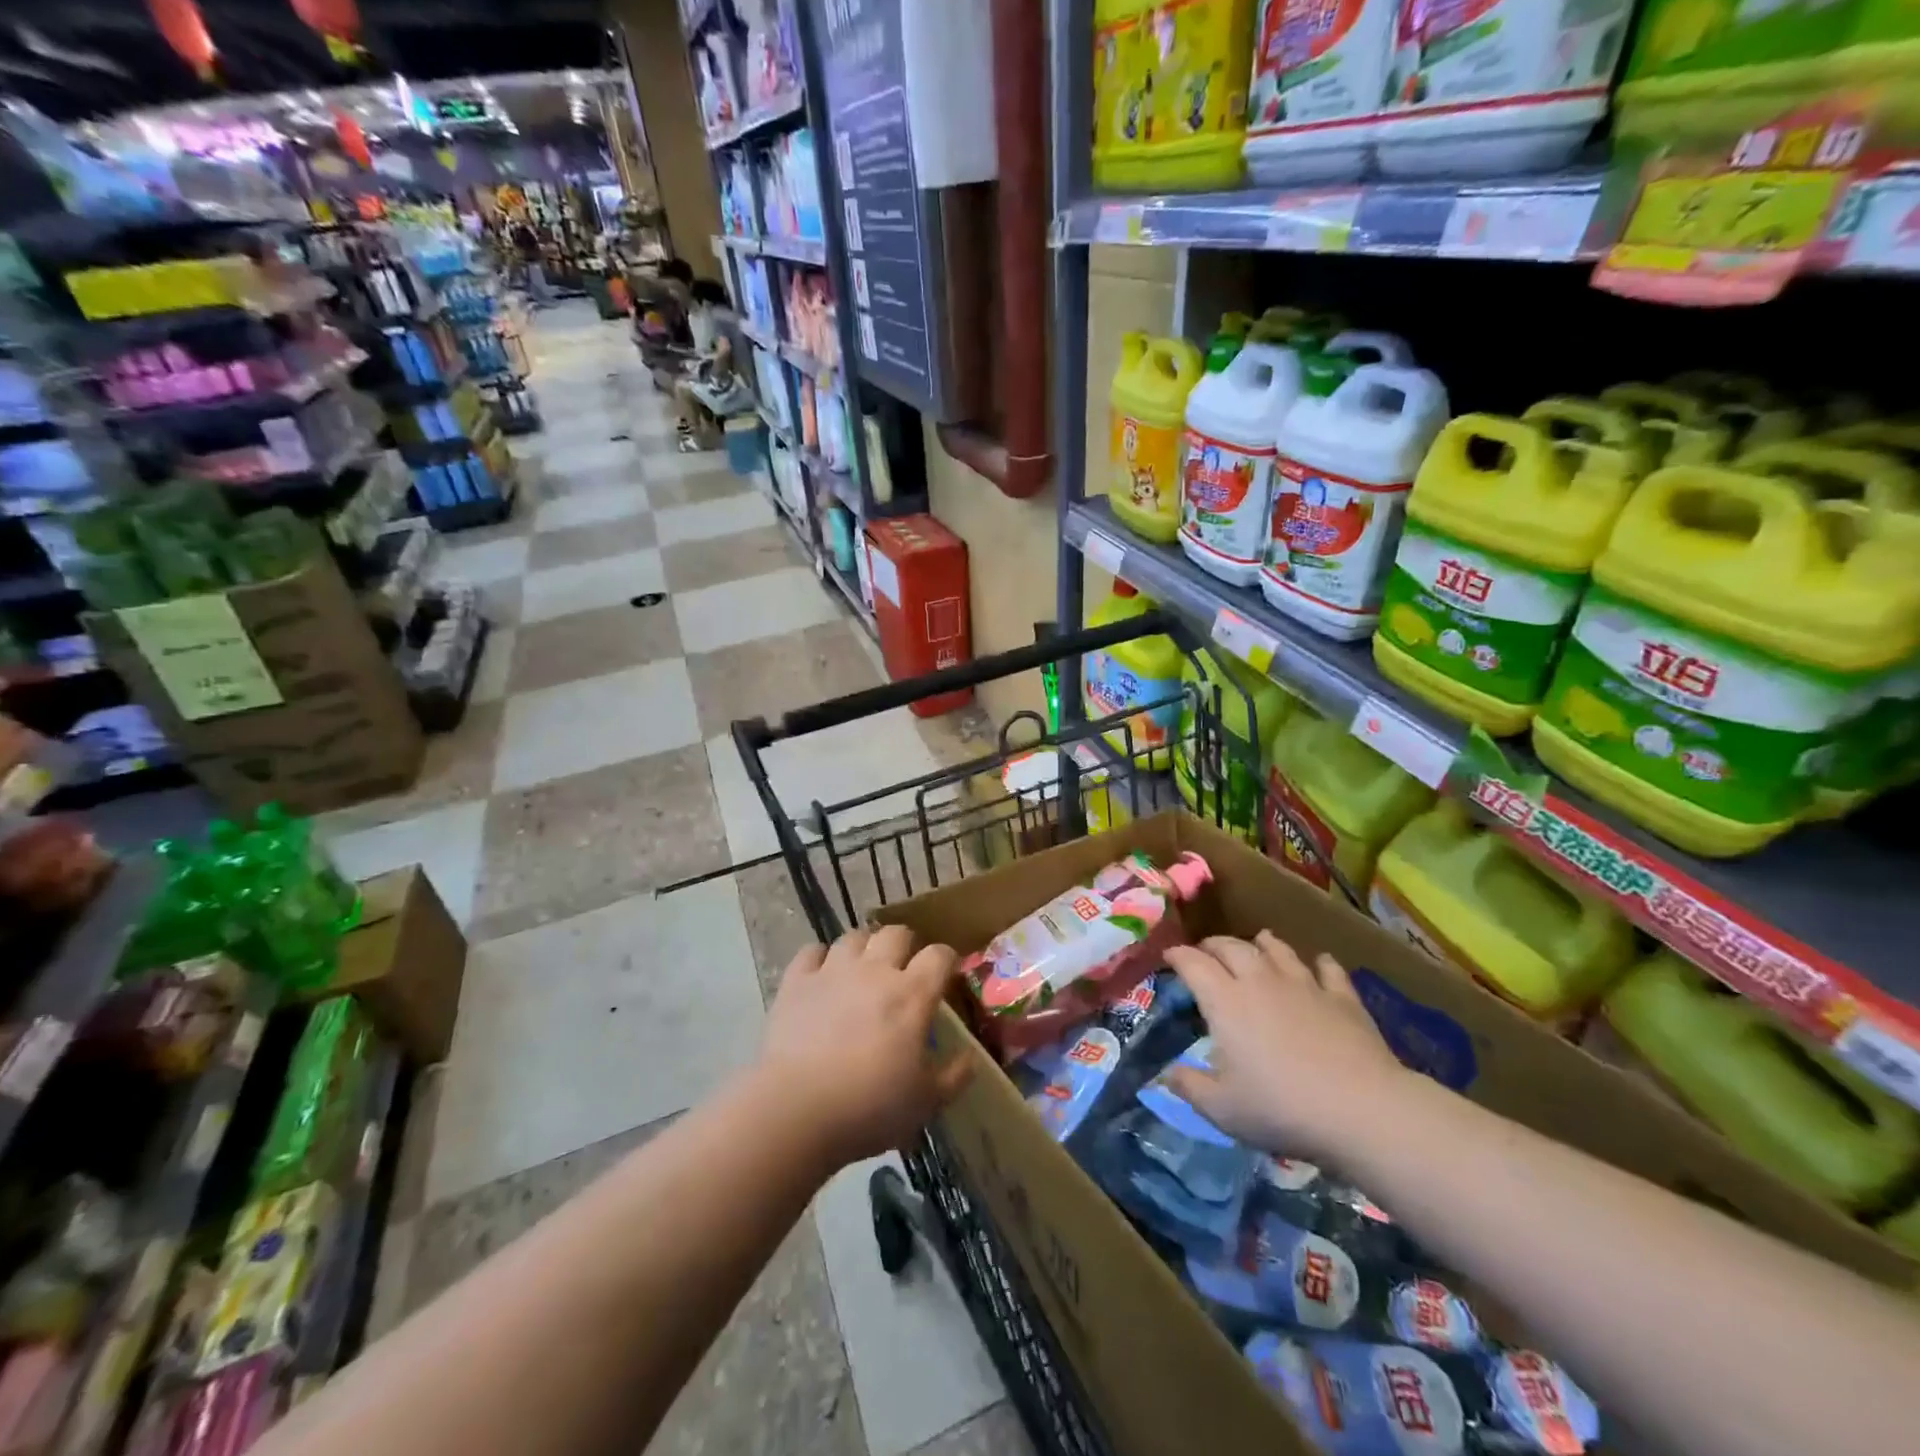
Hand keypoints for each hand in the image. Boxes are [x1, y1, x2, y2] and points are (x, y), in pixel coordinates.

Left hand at [758, 925, 972, 1169]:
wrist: (797, 1110)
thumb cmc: (870, 1107)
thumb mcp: (926, 1102)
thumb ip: (954, 1076)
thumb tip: (971, 1058)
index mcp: (913, 994)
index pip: (939, 955)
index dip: (946, 960)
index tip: (946, 975)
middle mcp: (875, 970)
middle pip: (896, 933)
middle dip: (905, 945)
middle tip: (902, 969)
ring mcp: (833, 971)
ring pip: (854, 937)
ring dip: (863, 948)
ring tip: (862, 970)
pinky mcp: (797, 981)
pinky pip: (811, 951)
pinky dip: (819, 959)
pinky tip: (821, 976)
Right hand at [1164, 931, 1407, 1163]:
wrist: (1362, 1110)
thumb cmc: (1282, 1108)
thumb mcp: (1222, 1109)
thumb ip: (1189, 1087)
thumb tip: (1166, 1074)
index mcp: (1225, 1001)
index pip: (1193, 963)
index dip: (1177, 955)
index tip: (1168, 956)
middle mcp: (1260, 980)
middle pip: (1232, 946)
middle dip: (1213, 945)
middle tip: (1205, 953)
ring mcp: (1305, 984)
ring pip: (1278, 949)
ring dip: (1262, 943)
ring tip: (1257, 942)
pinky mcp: (1342, 997)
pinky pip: (1328, 969)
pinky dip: (1319, 963)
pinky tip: (1319, 964)